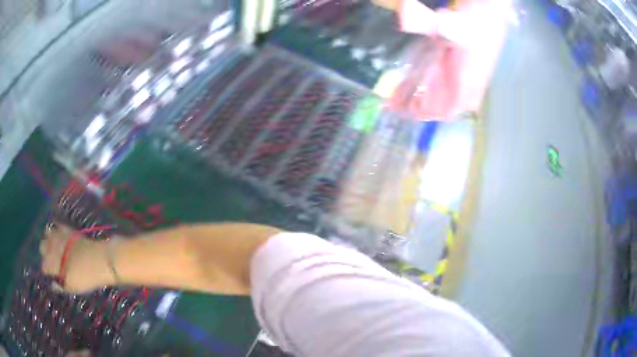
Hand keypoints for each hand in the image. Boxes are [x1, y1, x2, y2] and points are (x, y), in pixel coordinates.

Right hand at [40, 224, 112, 292]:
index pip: (43, 267)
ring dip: (49, 239)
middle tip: (53, 261)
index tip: (52, 275)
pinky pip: (57, 225)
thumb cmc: (85, 278)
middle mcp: (51, 247)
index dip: (47, 272)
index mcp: (51, 263)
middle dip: (45, 254)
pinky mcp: (67, 228)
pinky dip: (56, 230)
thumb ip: (60, 287)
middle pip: (42, 247)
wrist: (98, 260)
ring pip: (46, 233)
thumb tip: (52, 285)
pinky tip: (59, 235)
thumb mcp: (72, 287)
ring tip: (55, 247)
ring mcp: (58, 235)